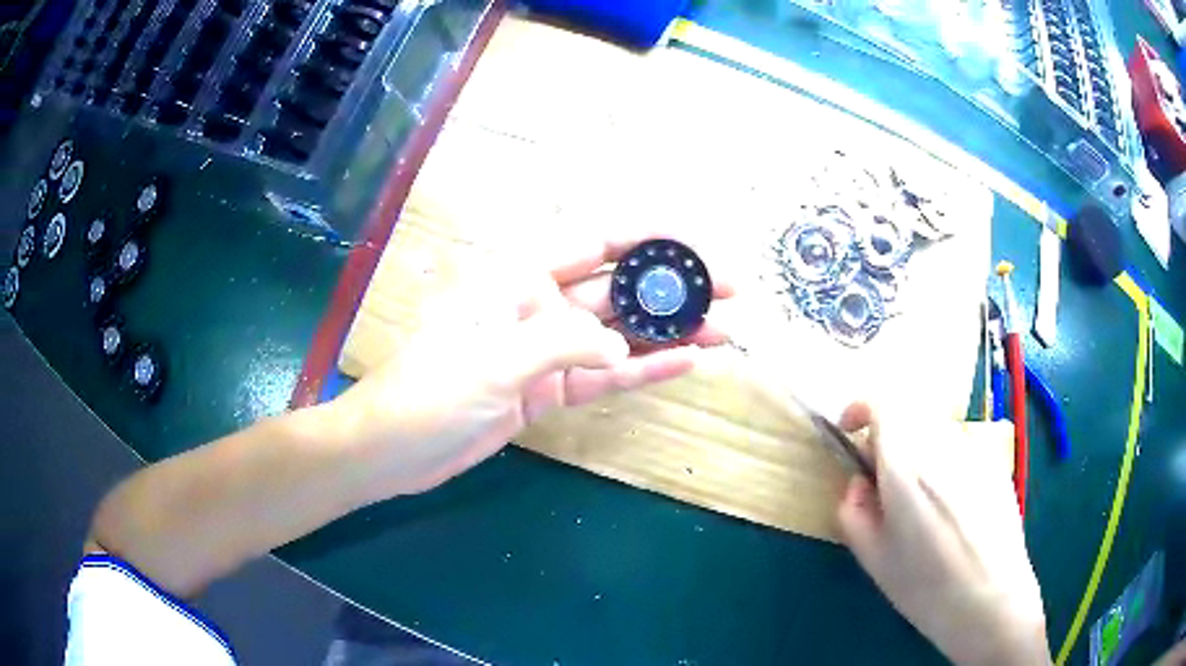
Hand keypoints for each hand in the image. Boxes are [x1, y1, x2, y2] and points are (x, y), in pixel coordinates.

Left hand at [331, 232, 734, 498]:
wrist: (395, 449)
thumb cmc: (430, 392)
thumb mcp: (493, 362)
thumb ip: (561, 346)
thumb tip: (621, 351)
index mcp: (519, 278)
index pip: (595, 242)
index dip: (648, 237)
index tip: (696, 245)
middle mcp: (539, 305)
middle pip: (618, 289)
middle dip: (673, 288)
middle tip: (729, 293)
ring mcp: (546, 350)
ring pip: (618, 335)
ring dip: (668, 332)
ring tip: (723, 330)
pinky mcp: (547, 389)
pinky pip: (602, 376)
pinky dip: (641, 370)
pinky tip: (682, 362)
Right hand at [836, 404, 1049, 665]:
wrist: (992, 601)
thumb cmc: (927, 589)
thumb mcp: (874, 560)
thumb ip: (854, 512)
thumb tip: (858, 484)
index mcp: (908, 468)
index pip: (883, 402)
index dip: (861, 409)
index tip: (850, 433)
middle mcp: (943, 447)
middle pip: (909, 414)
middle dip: (888, 438)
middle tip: (883, 482)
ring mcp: (975, 452)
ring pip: (935, 432)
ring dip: (917, 452)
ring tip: (921, 506)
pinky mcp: (996, 465)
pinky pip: (960, 451)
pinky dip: (945, 467)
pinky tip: (953, 513)